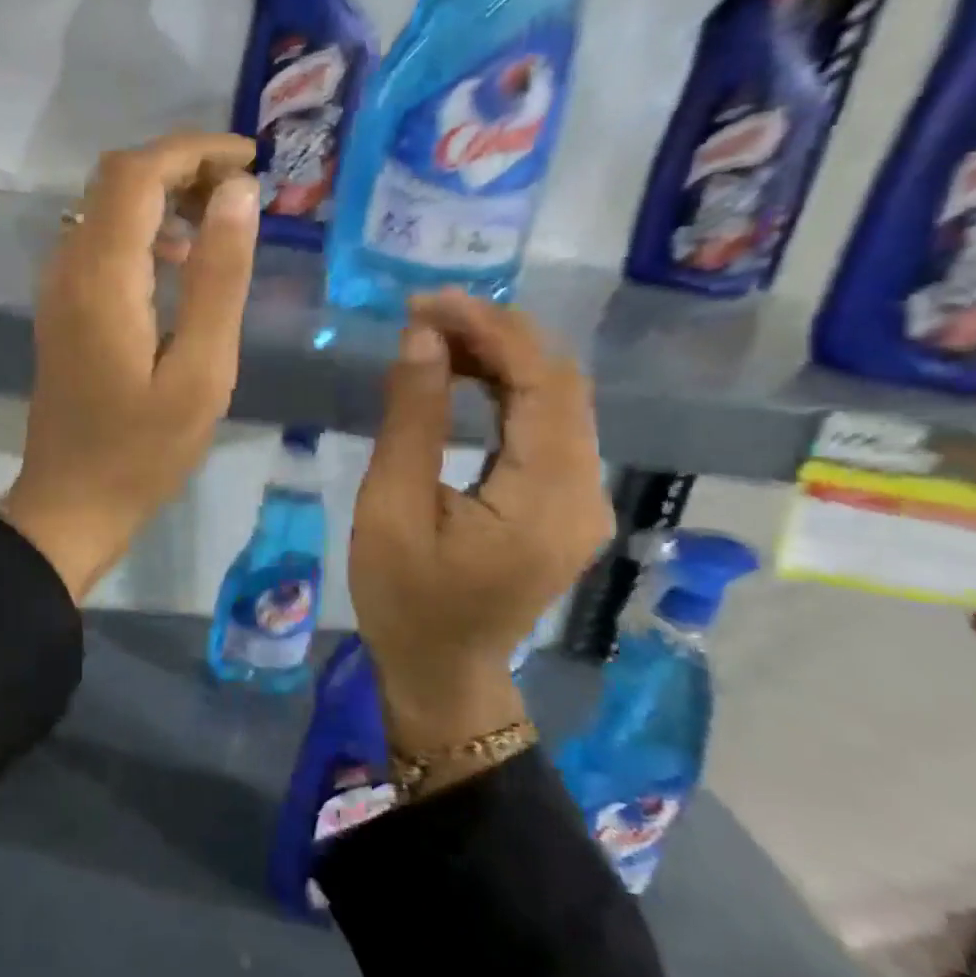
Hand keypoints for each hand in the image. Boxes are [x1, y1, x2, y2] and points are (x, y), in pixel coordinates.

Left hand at [0, 133, 259, 599]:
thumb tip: (237, 193)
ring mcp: (59, 287)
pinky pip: (100, 242)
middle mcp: (69, 266)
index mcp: (102, 276)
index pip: (137, 173)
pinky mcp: (63, 307)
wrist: (70, 503)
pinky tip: (180, 264)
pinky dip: (143, 230)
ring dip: (162, 196)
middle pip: (117, 179)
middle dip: (179, 166)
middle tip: (240, 189)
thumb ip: (219, 278)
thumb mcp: (200, 371)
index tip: (249, 160)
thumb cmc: (143, 451)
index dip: (193, 150)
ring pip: (106, 207)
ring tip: (221, 221)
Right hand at [351, 291, 614, 781]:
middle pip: (560, 384)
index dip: (491, 331)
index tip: (428, 304)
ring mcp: (582, 497)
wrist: (443, 672)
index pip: (542, 385)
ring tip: (436, 337)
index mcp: (546, 499)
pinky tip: (465, 375)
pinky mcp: (565, 501)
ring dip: (502, 357)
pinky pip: (548, 425)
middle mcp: (584, 491)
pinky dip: (508, 388)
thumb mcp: (391, 508)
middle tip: (425, 315)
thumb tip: (423, 338)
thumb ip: (412, 419)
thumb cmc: (404, 600)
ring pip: (557, 399)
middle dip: (496, 335)